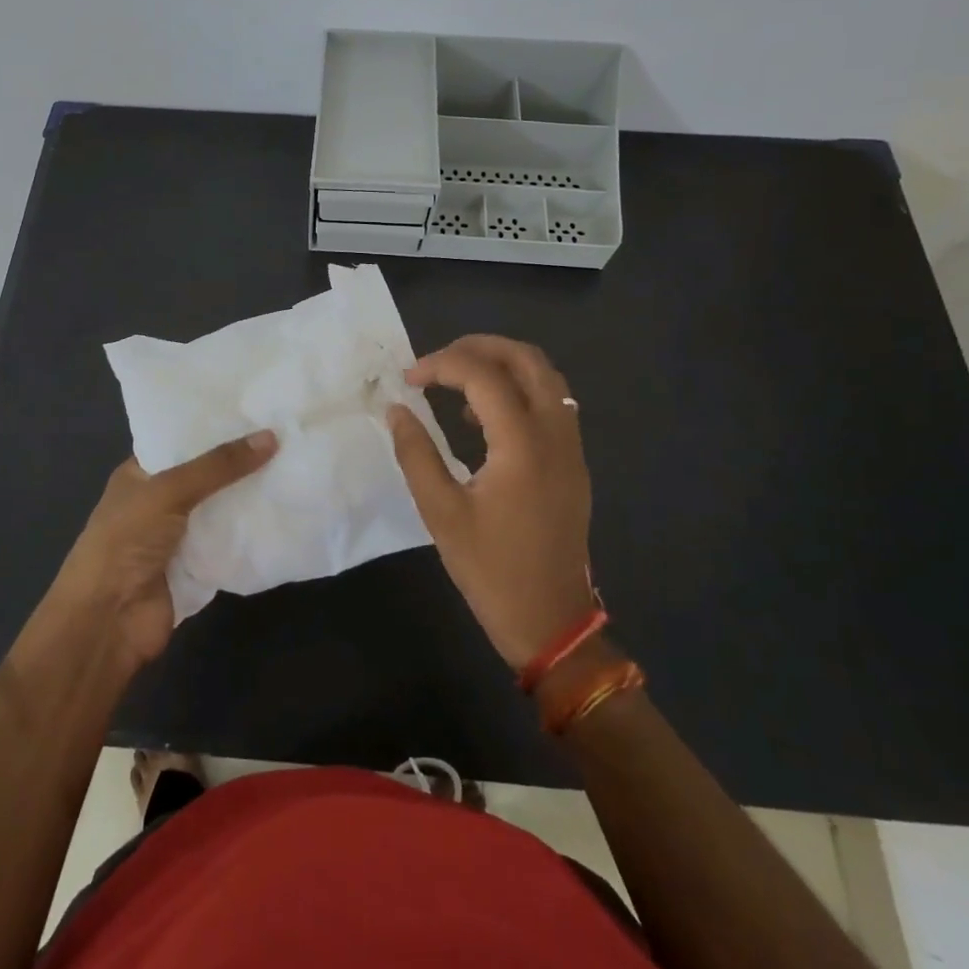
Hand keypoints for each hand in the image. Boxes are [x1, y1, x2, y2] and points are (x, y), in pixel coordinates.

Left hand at [45, 431, 277, 669]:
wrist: (108, 621)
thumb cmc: (126, 541)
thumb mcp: (169, 491)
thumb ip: (219, 466)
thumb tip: (272, 436)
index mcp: (140, 473)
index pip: (180, 439)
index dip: (213, 426)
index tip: (256, 408)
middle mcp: (159, 500)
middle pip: (206, 474)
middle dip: (240, 460)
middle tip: (287, 433)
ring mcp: (178, 535)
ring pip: (221, 508)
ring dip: (250, 495)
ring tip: (295, 463)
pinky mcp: (197, 566)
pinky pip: (229, 541)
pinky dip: (251, 531)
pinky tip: (285, 510)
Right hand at [388, 336, 594, 670]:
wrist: (551, 621)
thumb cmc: (491, 570)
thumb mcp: (441, 513)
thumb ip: (416, 453)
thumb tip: (396, 409)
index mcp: (523, 445)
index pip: (483, 376)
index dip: (441, 365)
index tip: (408, 378)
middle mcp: (555, 435)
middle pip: (527, 359)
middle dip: (479, 347)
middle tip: (438, 361)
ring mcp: (571, 448)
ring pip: (545, 377)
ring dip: (502, 365)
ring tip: (456, 382)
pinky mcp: (572, 463)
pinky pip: (551, 403)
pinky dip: (518, 390)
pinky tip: (482, 417)